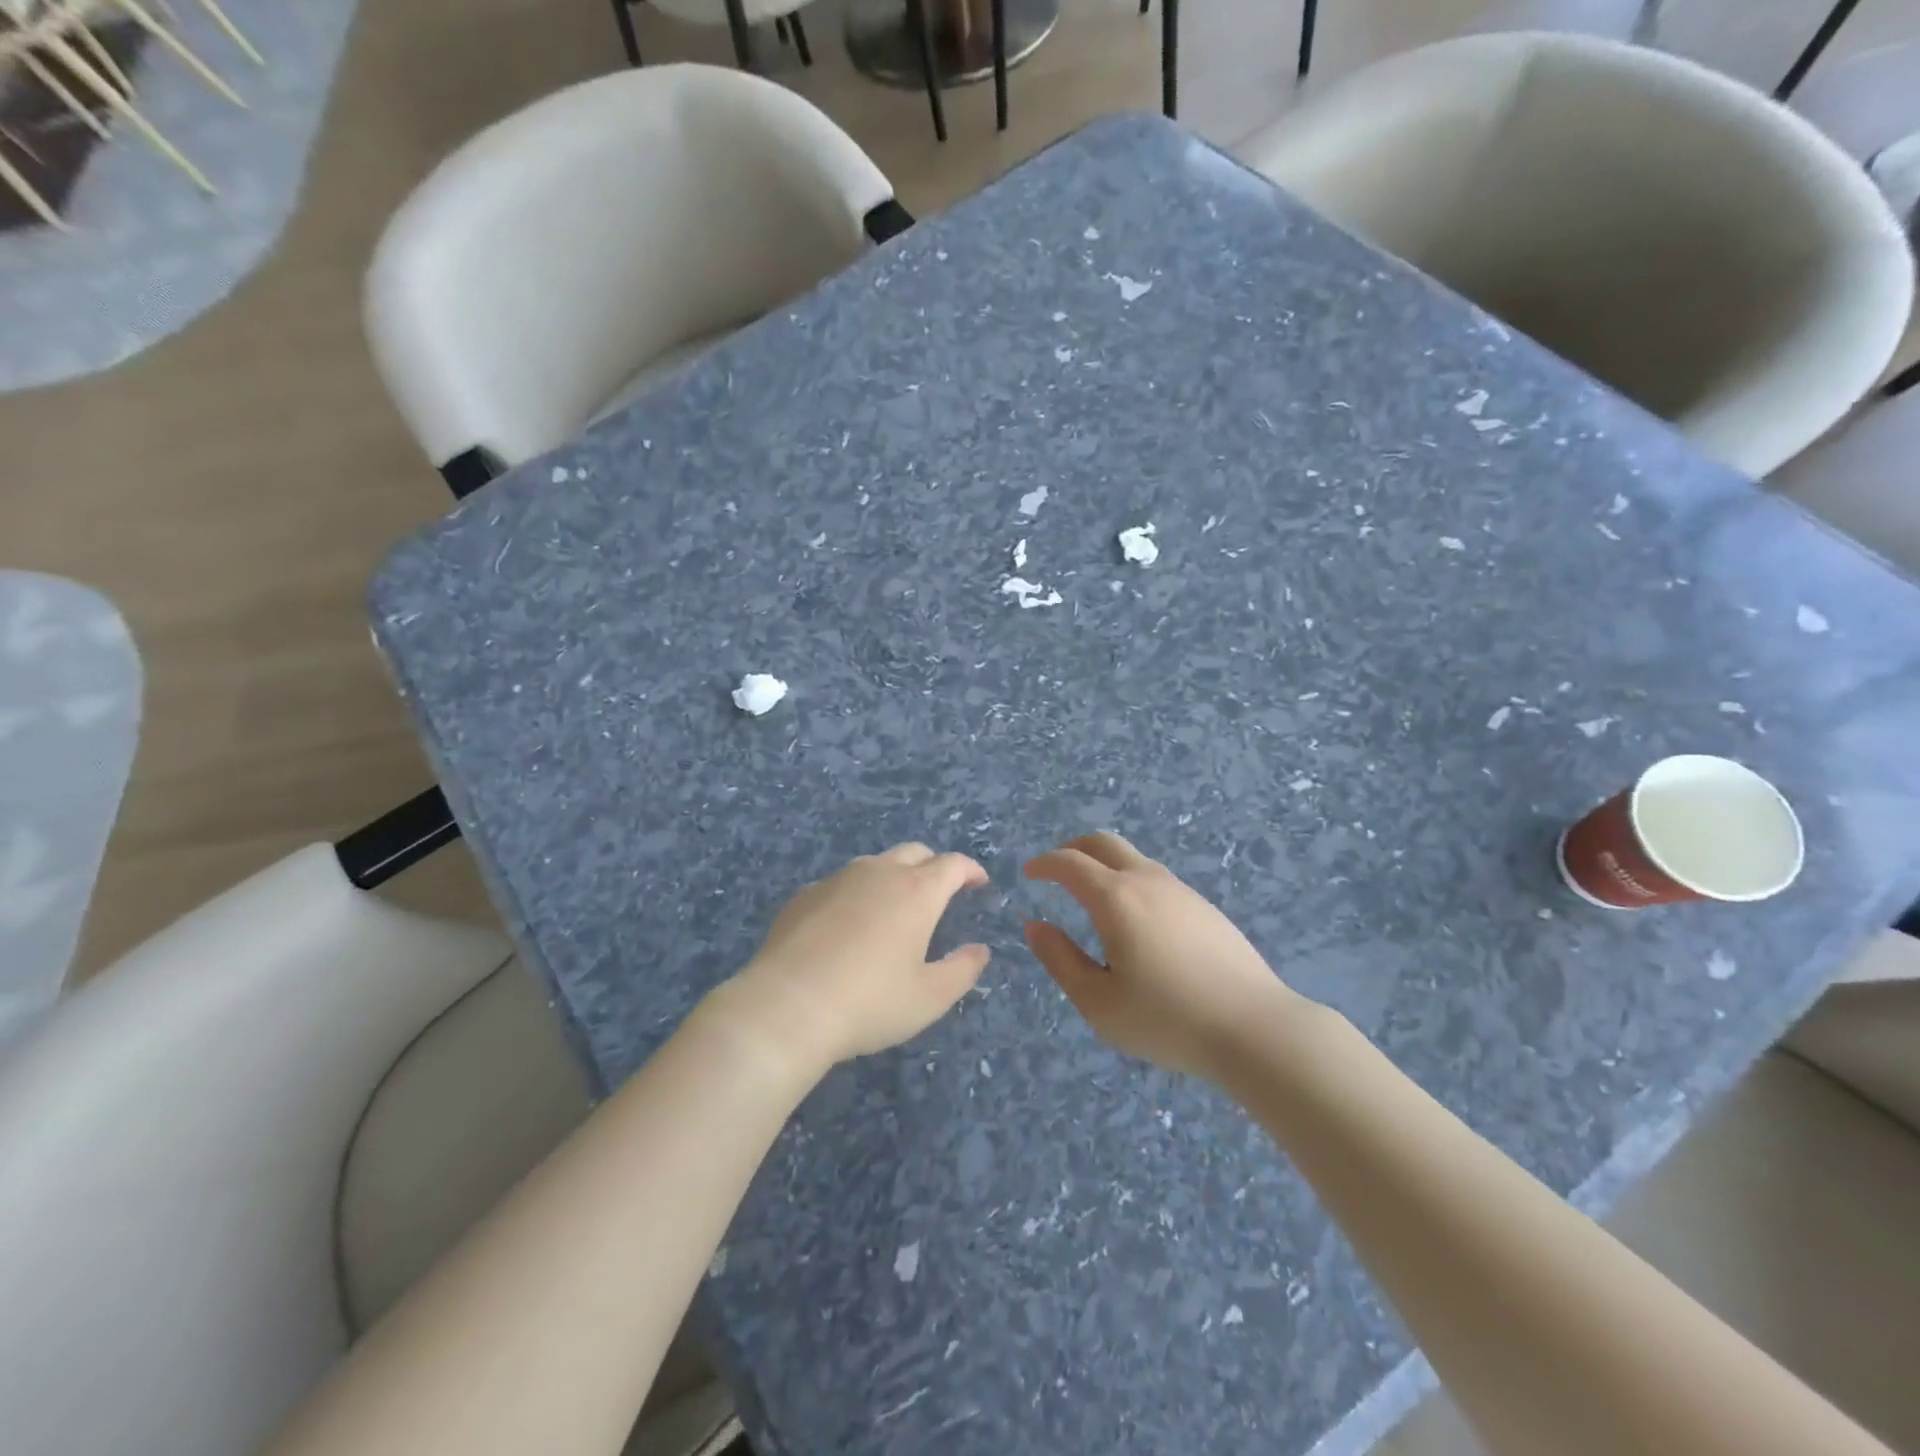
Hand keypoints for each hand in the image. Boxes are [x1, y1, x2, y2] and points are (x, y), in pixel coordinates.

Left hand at [719, 844, 991, 1078]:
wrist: (787, 1006)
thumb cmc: (869, 1002)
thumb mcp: (929, 998)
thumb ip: (962, 970)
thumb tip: (979, 950)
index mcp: (916, 892)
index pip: (952, 865)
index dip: (970, 870)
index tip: (978, 882)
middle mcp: (878, 873)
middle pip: (914, 853)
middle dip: (933, 866)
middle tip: (940, 891)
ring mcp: (837, 880)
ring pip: (875, 864)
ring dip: (893, 877)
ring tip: (893, 908)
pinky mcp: (805, 895)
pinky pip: (841, 884)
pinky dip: (856, 894)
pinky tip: (848, 925)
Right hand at [1024, 831, 1298, 1079]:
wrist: (1254, 1028)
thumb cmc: (1166, 1020)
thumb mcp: (1098, 1002)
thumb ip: (1060, 959)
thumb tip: (1036, 926)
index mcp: (1115, 898)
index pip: (1070, 863)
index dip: (1044, 864)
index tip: (1029, 873)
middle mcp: (1147, 881)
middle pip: (1103, 843)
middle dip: (1073, 848)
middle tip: (1056, 869)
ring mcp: (1181, 891)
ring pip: (1134, 859)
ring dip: (1105, 864)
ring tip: (1093, 895)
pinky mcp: (1205, 907)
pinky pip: (1157, 878)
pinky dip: (1131, 881)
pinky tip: (1136, 920)